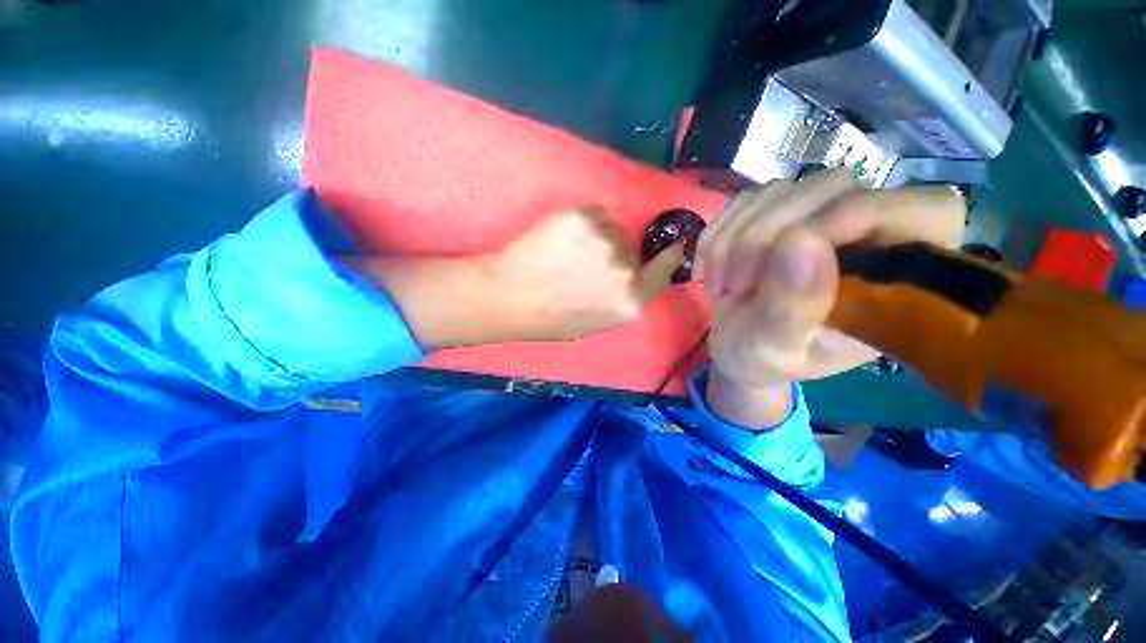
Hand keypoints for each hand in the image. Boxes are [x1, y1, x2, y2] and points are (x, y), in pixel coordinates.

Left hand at [356, 208, 683, 349]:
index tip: (673, 248)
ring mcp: (606, 242)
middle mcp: (625, 271)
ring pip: (612, 229)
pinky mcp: (583, 218)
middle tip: (582, 263)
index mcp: (629, 303)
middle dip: (614, 254)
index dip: (668, 258)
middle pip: (632, 249)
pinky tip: (558, 240)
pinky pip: (593, 215)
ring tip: (565, 253)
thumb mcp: (595, 322)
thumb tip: (633, 277)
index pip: (662, 273)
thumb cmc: (549, 319)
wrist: (508, 299)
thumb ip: (621, 300)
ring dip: (597, 237)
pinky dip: (580, 224)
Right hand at [697, 172, 965, 425]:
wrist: (734, 347)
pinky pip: (744, 199)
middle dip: (766, 237)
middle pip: (834, 188)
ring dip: (734, 240)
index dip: (858, 214)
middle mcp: (867, 234)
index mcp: (897, 279)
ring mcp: (816, 216)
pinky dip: (718, 233)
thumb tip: (802, 242)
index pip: (924, 211)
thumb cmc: (762, 360)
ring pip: (781, 189)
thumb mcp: (774, 352)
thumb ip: (793, 310)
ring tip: (723, 286)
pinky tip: (711, 268)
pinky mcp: (774, 212)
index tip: (788, 251)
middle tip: (736, 288)